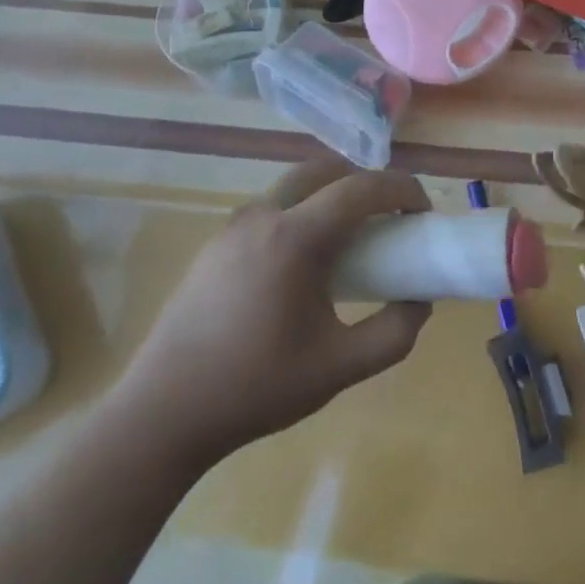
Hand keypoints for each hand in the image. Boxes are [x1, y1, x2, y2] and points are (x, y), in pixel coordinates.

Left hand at [113, 156, 431, 461]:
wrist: (162, 413)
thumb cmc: (255, 387)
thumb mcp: (339, 368)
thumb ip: (393, 333)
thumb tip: (419, 300)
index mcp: (295, 237)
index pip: (361, 188)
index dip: (401, 189)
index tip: (422, 211)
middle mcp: (263, 215)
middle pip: (326, 170)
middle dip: (365, 182)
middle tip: (388, 216)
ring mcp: (233, 226)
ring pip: (295, 185)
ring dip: (331, 194)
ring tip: (349, 238)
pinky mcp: (216, 243)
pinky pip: (271, 207)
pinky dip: (302, 211)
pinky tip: (303, 261)